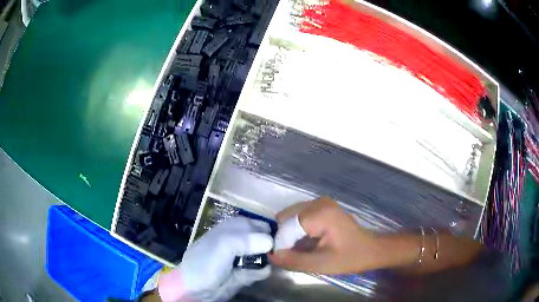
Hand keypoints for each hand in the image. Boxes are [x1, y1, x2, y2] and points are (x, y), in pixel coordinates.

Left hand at [158, 217, 272, 301]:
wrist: (196, 288)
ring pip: (262, 255)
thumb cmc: (206, 261)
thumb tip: (271, 242)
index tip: (279, 238)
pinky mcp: (244, 274)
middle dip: (270, 245)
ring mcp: (242, 259)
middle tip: (277, 252)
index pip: (256, 223)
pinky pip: (259, 271)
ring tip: (272, 262)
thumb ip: (246, 240)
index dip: (266, 230)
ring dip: (268, 259)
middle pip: (262, 239)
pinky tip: (263, 272)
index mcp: (232, 228)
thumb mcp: (223, 245)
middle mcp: (239, 242)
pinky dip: (262, 271)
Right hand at [269, 197, 388, 273]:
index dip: (282, 243)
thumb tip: (270, 255)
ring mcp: (320, 202)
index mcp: (320, 213)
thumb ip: (293, 260)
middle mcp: (318, 202)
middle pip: (286, 218)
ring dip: (290, 234)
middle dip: (284, 237)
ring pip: (291, 217)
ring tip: (298, 250)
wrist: (371, 249)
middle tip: (290, 255)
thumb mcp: (320, 264)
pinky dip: (297, 230)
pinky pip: (299, 216)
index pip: (286, 226)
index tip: (284, 258)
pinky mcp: (322, 207)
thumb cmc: (349, 257)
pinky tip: (305, 243)